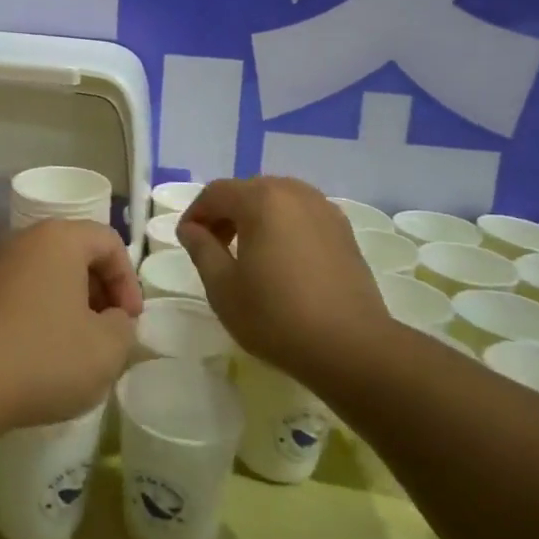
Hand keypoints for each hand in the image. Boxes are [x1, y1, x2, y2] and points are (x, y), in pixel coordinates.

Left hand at [0, 219, 141, 433]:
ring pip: (44, 273)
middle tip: (108, 330)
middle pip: (74, 253)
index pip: (108, 242)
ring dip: (67, 302)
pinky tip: (38, 353)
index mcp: (58, 239)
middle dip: (99, 290)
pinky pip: (17, 292)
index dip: (128, 281)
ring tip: (75, 345)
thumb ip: (123, 327)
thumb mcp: (107, 349)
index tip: (131, 321)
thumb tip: (112, 320)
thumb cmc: (44, 357)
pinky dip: (37, 312)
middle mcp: (22, 239)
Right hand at [178, 177, 382, 377]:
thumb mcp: (223, 287)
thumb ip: (202, 249)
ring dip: (255, 218)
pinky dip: (283, 227)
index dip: (196, 214)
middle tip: (213, 248)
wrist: (351, 347)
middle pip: (248, 191)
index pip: (216, 193)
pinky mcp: (344, 231)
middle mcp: (294, 193)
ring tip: (247, 254)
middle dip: (225, 214)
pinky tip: (282, 261)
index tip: (187, 241)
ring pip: (277, 201)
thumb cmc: (276, 316)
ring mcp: (324, 209)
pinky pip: (302, 216)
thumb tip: (191, 229)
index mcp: (261, 199)